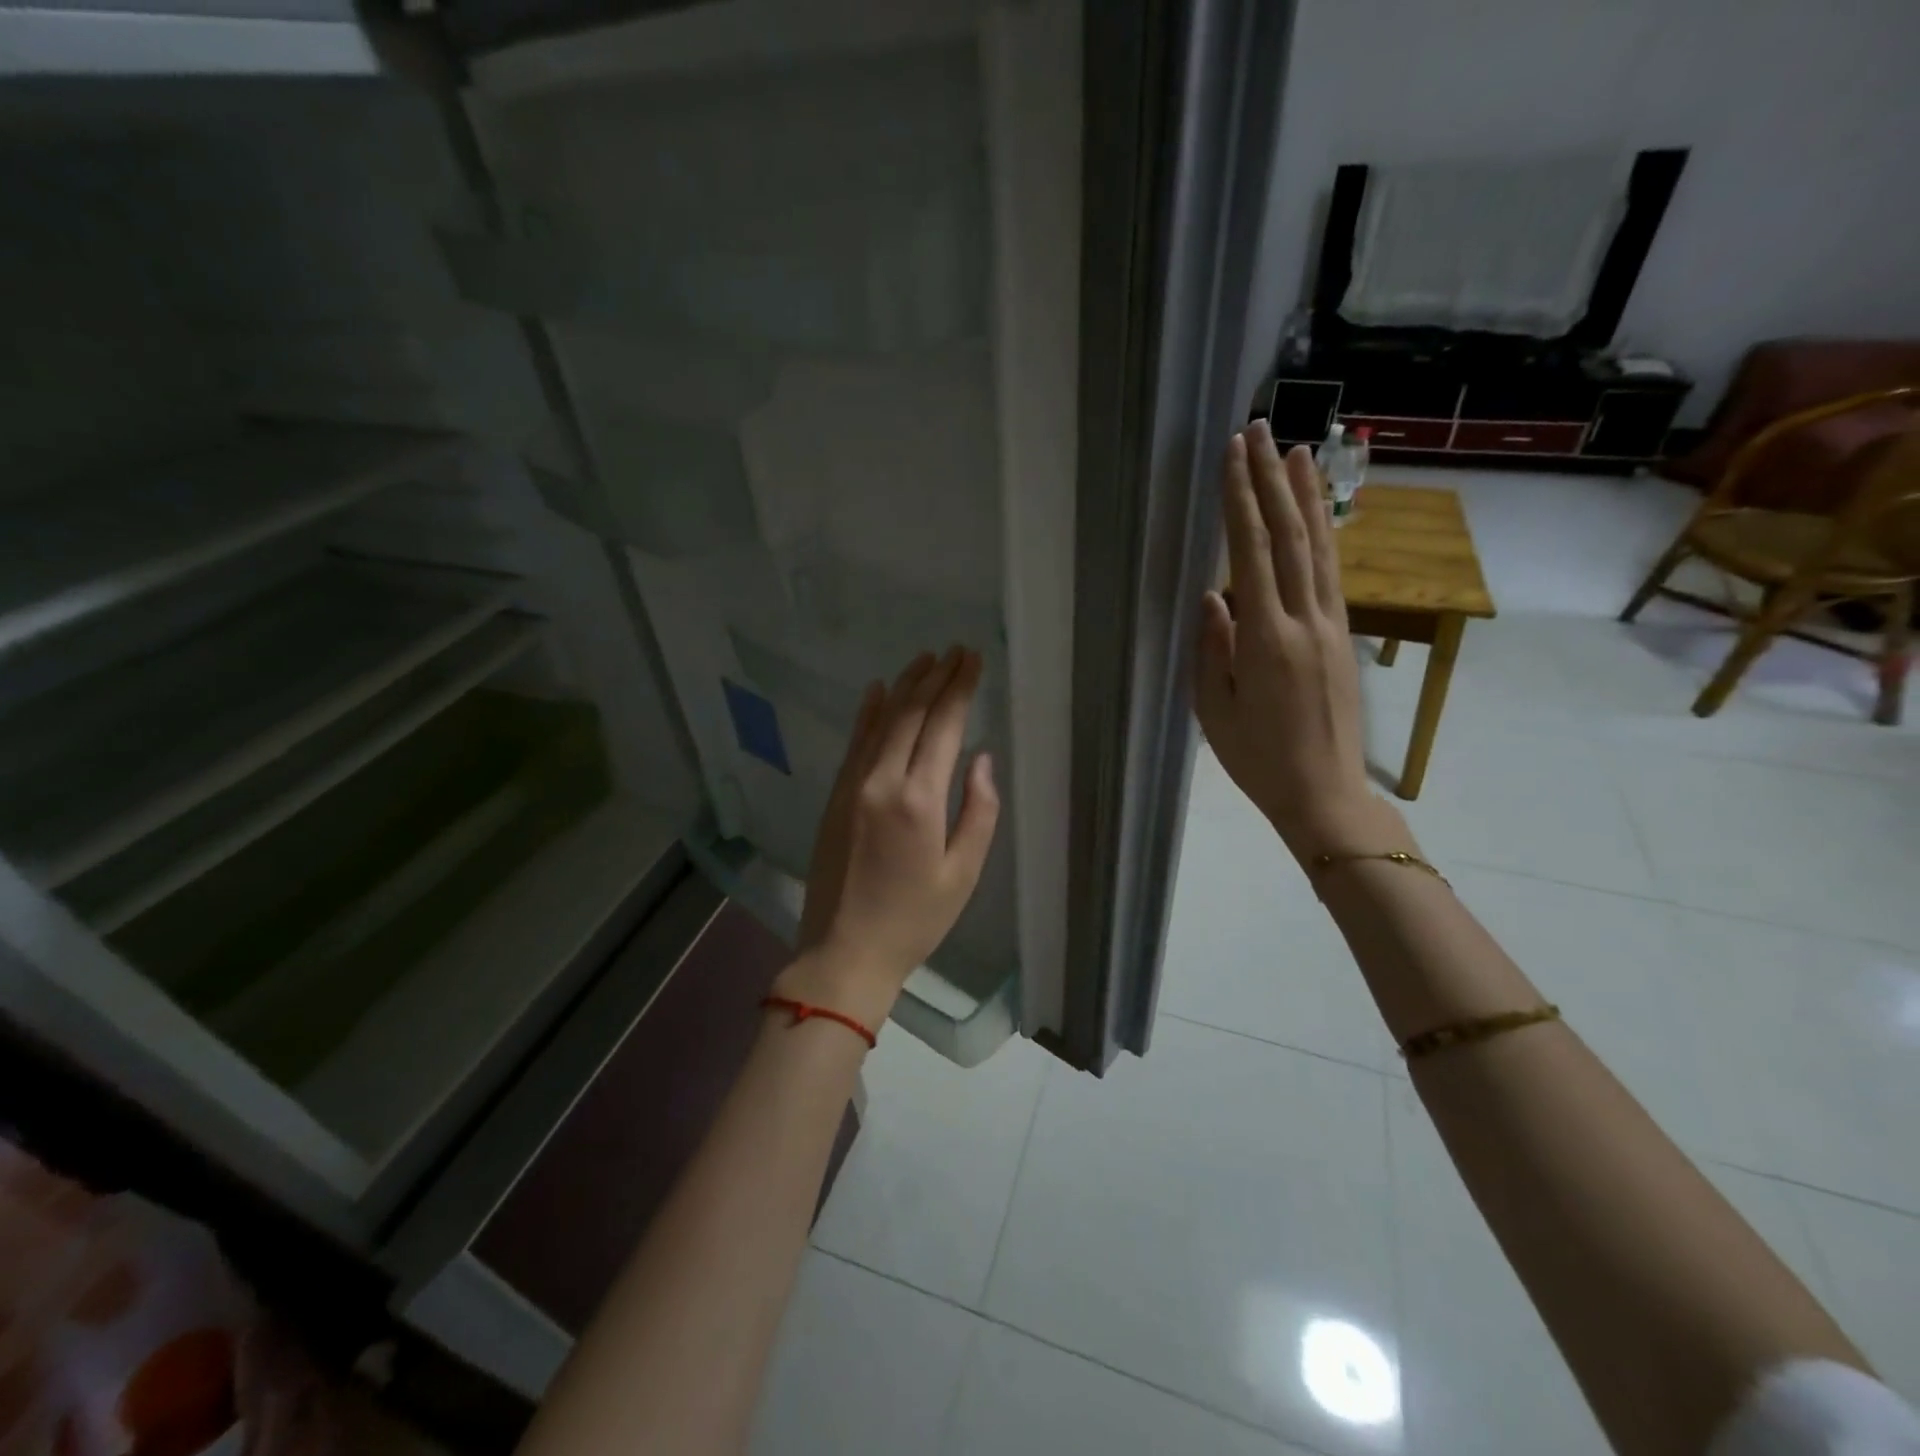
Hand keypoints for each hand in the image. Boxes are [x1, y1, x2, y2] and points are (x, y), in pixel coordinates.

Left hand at [774, 645, 1000, 1033]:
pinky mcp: (835, 795)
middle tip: (956, 650)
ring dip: (904, 686)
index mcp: (919, 800)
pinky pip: (854, 742)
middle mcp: (882, 781)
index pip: (943, 726)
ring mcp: (852, 785)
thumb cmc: (914, 919)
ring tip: (925, 658)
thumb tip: (981, 759)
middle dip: (936, 677)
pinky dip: (868, 713)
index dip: (960, 688)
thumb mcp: (963, 874)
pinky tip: (877, 690)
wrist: (844, 950)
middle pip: (911, 713)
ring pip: (881, 720)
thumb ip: (978, 812)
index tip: (973, 660)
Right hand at [1195, 420, 1398, 859]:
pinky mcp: (1342, 635)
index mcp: (1264, 641)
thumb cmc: (1257, 758)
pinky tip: (1320, 513)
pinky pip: (1332, 573)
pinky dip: (1326, 534)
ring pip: (1320, 547)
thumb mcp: (1214, 710)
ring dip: (1308, 495)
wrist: (1324, 793)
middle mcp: (1304, 620)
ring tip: (1299, 450)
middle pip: (1289, 536)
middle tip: (1261, 430)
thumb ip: (1212, 648)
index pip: (1250, 554)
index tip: (1232, 455)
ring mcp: (1330, 625)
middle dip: (1272, 480)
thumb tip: (1213, 596)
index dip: (1241, 501)